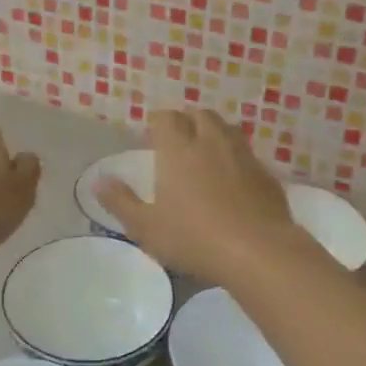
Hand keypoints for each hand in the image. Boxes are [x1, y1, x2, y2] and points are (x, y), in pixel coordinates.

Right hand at [95, 110, 306, 283]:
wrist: (257, 251)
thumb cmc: (193, 238)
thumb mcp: (146, 227)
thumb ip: (120, 202)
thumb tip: (99, 181)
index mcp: (178, 149)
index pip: (166, 118)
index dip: (157, 122)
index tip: (151, 136)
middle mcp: (211, 142)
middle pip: (199, 115)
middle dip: (187, 121)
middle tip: (178, 140)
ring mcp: (243, 155)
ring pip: (227, 129)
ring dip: (214, 133)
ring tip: (206, 153)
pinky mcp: (266, 174)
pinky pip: (247, 154)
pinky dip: (236, 158)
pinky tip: (234, 180)